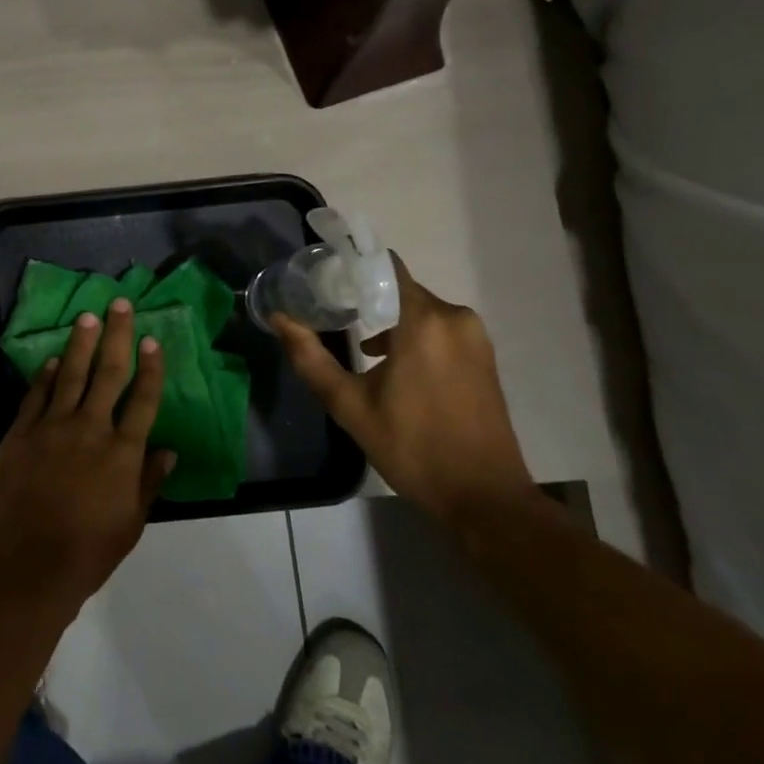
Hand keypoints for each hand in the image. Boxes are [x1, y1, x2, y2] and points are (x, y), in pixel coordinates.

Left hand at [0, 299, 175, 614]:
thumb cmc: (88, 550)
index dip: (150, 368)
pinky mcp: (22, 433)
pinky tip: (53, 359)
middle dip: (116, 335)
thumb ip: (149, 482)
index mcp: (122, 452)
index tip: (152, 340)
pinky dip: (46, 375)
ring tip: (88, 317)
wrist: (28, 564)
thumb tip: (170, 451)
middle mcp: (91, 428)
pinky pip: (37, 395)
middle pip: (108, 373)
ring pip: (72, 374)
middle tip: (120, 305)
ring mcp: (53, 427)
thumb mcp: (131, 523)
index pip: (143, 399)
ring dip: (81, 343)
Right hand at [273, 255, 534, 525]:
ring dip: (392, 324)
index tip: (326, 280)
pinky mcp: (484, 358)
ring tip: (359, 348)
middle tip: (334, 317)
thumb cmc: (413, 447)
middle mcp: (455, 318)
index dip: (354, 268)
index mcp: (424, 321)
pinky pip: (441, 331)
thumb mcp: (350, 405)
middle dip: (368, 300)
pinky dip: (415, 339)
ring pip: (422, 312)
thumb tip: (279, 319)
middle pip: (401, 290)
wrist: (484, 497)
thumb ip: (311, 358)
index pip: (386, 267)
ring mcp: (475, 338)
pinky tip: (394, 368)